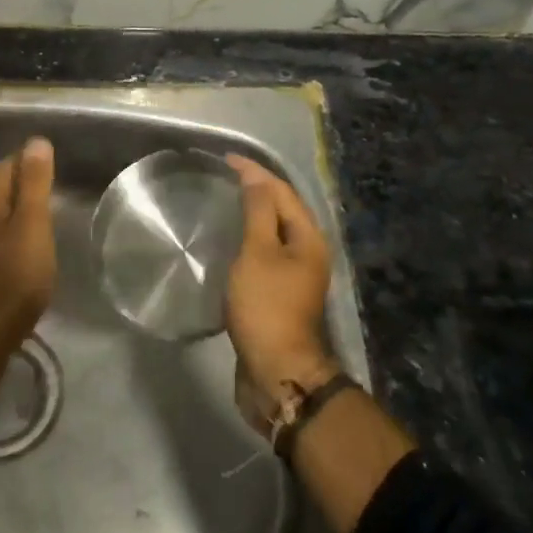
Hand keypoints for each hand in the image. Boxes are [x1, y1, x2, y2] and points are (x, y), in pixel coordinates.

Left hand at [0, 138, 55, 354]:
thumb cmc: (14, 277)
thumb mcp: (33, 225)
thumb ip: (34, 184)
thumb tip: (36, 141)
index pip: (4, 166)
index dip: (25, 159)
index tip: (49, 159)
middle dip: (19, 182)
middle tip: (49, 184)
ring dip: (13, 210)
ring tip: (40, 215)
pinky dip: (9, 234)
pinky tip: (22, 249)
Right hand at [224, 155, 337, 430]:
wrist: (276, 372)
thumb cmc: (267, 306)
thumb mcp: (259, 252)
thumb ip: (258, 211)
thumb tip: (256, 178)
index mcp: (308, 237)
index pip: (281, 191)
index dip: (255, 172)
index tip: (225, 159)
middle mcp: (308, 251)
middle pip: (281, 208)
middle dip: (256, 188)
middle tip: (224, 176)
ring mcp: (295, 275)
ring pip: (273, 232)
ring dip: (252, 214)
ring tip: (224, 202)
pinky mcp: (279, 294)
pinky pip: (264, 254)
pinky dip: (248, 239)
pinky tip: (229, 241)